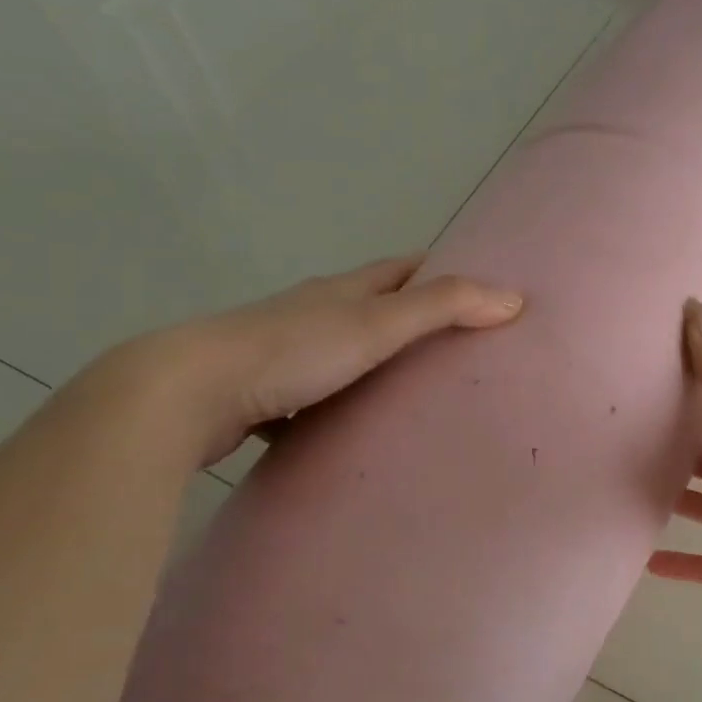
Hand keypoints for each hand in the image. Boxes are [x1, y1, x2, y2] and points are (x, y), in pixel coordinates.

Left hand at [123, 255, 522, 465]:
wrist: (188, 392)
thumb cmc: (292, 350)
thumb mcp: (377, 324)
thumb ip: (444, 308)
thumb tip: (513, 298)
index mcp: (341, 291)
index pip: (400, 268)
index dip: (437, 268)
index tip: (475, 282)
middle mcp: (312, 313)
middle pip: (370, 306)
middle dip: (409, 317)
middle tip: (455, 344)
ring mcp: (282, 354)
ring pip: (338, 353)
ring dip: (370, 363)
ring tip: (410, 392)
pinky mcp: (259, 394)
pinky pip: (306, 398)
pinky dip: (330, 407)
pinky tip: (344, 433)